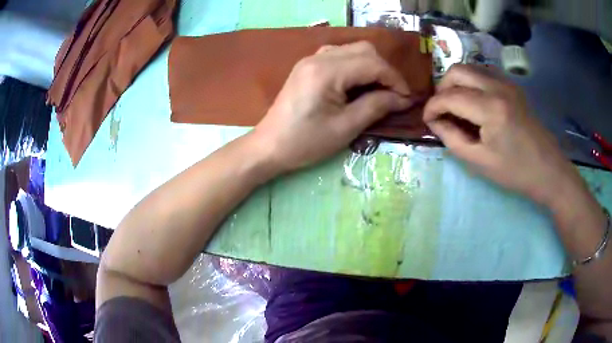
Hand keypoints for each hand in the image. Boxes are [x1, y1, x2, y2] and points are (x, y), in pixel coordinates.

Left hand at [250, 41, 415, 172]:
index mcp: (326, 72)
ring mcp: (310, 59)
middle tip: (394, 94)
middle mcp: (318, 57)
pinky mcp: (307, 66)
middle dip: (385, 70)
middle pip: (364, 49)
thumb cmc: (305, 143)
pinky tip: (358, 83)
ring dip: (371, 66)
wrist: (269, 146)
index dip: (395, 79)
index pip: (372, 63)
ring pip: (352, 50)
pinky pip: (339, 55)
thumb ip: (376, 106)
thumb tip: (403, 99)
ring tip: (380, 89)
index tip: (406, 98)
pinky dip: (355, 65)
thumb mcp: (345, 128)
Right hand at [423, 64, 579, 205]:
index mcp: (490, 109)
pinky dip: (472, 82)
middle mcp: (497, 87)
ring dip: (457, 83)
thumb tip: (435, 121)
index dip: (432, 107)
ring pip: (470, 68)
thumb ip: (452, 138)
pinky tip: (474, 100)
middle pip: (457, 71)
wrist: (548, 169)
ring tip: (456, 105)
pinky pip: (484, 73)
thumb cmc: (515, 172)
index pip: (450, 96)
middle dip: (442, 89)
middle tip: (442, 110)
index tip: (427, 120)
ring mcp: (507, 83)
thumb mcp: (479, 162)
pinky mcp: (513, 86)